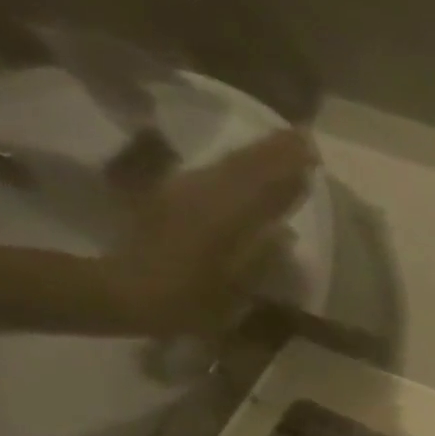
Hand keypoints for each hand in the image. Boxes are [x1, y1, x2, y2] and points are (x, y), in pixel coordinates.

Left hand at [103, 127, 316, 334]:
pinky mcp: (169, 201)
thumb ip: (261, 257)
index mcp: (228, 216)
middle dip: (274, 152)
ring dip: (255, 155)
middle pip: (246, 167)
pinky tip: (241, 169)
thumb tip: (284, 233)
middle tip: (300, 137)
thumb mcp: (236, 287)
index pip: (268, 185)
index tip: (313, 151)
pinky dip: (233, 169)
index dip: (291, 169)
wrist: (121, 292)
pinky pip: (210, 176)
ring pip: (227, 167)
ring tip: (278, 146)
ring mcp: (185, 195)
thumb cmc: (187, 298)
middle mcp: (207, 196)